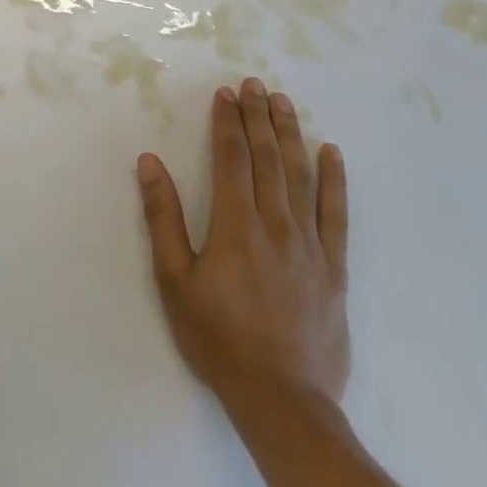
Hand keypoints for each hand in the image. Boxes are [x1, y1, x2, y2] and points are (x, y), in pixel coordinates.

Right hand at [137, 78, 349, 416]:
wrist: (284, 403)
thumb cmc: (219, 339)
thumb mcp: (175, 280)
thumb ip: (163, 218)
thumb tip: (150, 162)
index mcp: (236, 224)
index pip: (231, 158)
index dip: (227, 122)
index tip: (225, 93)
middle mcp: (276, 224)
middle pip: (267, 157)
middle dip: (258, 117)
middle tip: (254, 83)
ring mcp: (310, 245)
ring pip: (301, 176)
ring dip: (291, 134)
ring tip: (284, 102)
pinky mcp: (334, 269)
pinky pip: (337, 214)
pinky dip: (335, 180)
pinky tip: (333, 153)